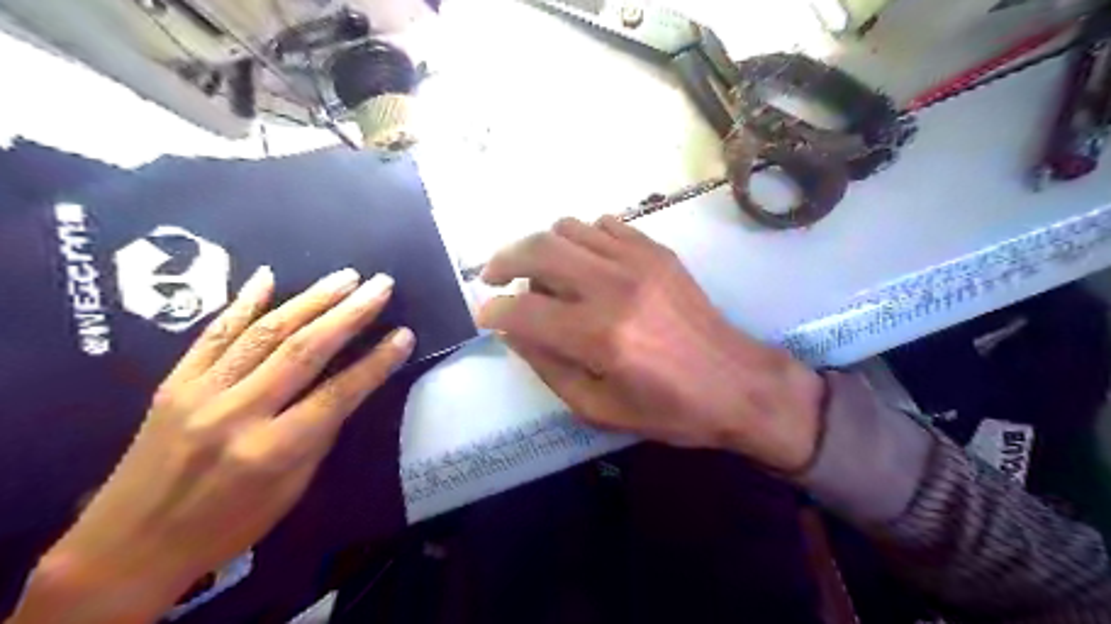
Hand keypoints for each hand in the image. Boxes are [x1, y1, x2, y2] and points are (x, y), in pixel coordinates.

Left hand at [13, 266, 410, 621]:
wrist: (129, 546)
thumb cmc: (227, 525)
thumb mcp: (292, 490)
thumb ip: (319, 433)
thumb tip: (345, 389)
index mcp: (274, 450)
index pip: (339, 394)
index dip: (377, 362)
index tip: (404, 335)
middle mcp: (238, 413)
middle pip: (304, 351)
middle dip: (350, 313)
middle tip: (380, 285)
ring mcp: (200, 393)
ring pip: (265, 333)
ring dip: (310, 299)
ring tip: (345, 277)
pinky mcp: (173, 383)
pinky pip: (213, 334)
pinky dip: (243, 303)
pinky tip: (268, 277)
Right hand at [478, 218, 821, 470]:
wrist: (737, 384)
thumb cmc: (669, 410)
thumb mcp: (598, 409)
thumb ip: (548, 368)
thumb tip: (514, 332)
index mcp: (599, 337)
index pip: (523, 310)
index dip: (494, 311)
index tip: (486, 316)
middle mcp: (614, 288)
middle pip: (538, 250)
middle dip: (503, 261)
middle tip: (494, 277)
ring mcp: (638, 261)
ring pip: (567, 228)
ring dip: (542, 248)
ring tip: (542, 274)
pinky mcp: (657, 252)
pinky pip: (604, 225)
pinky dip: (581, 239)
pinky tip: (584, 263)